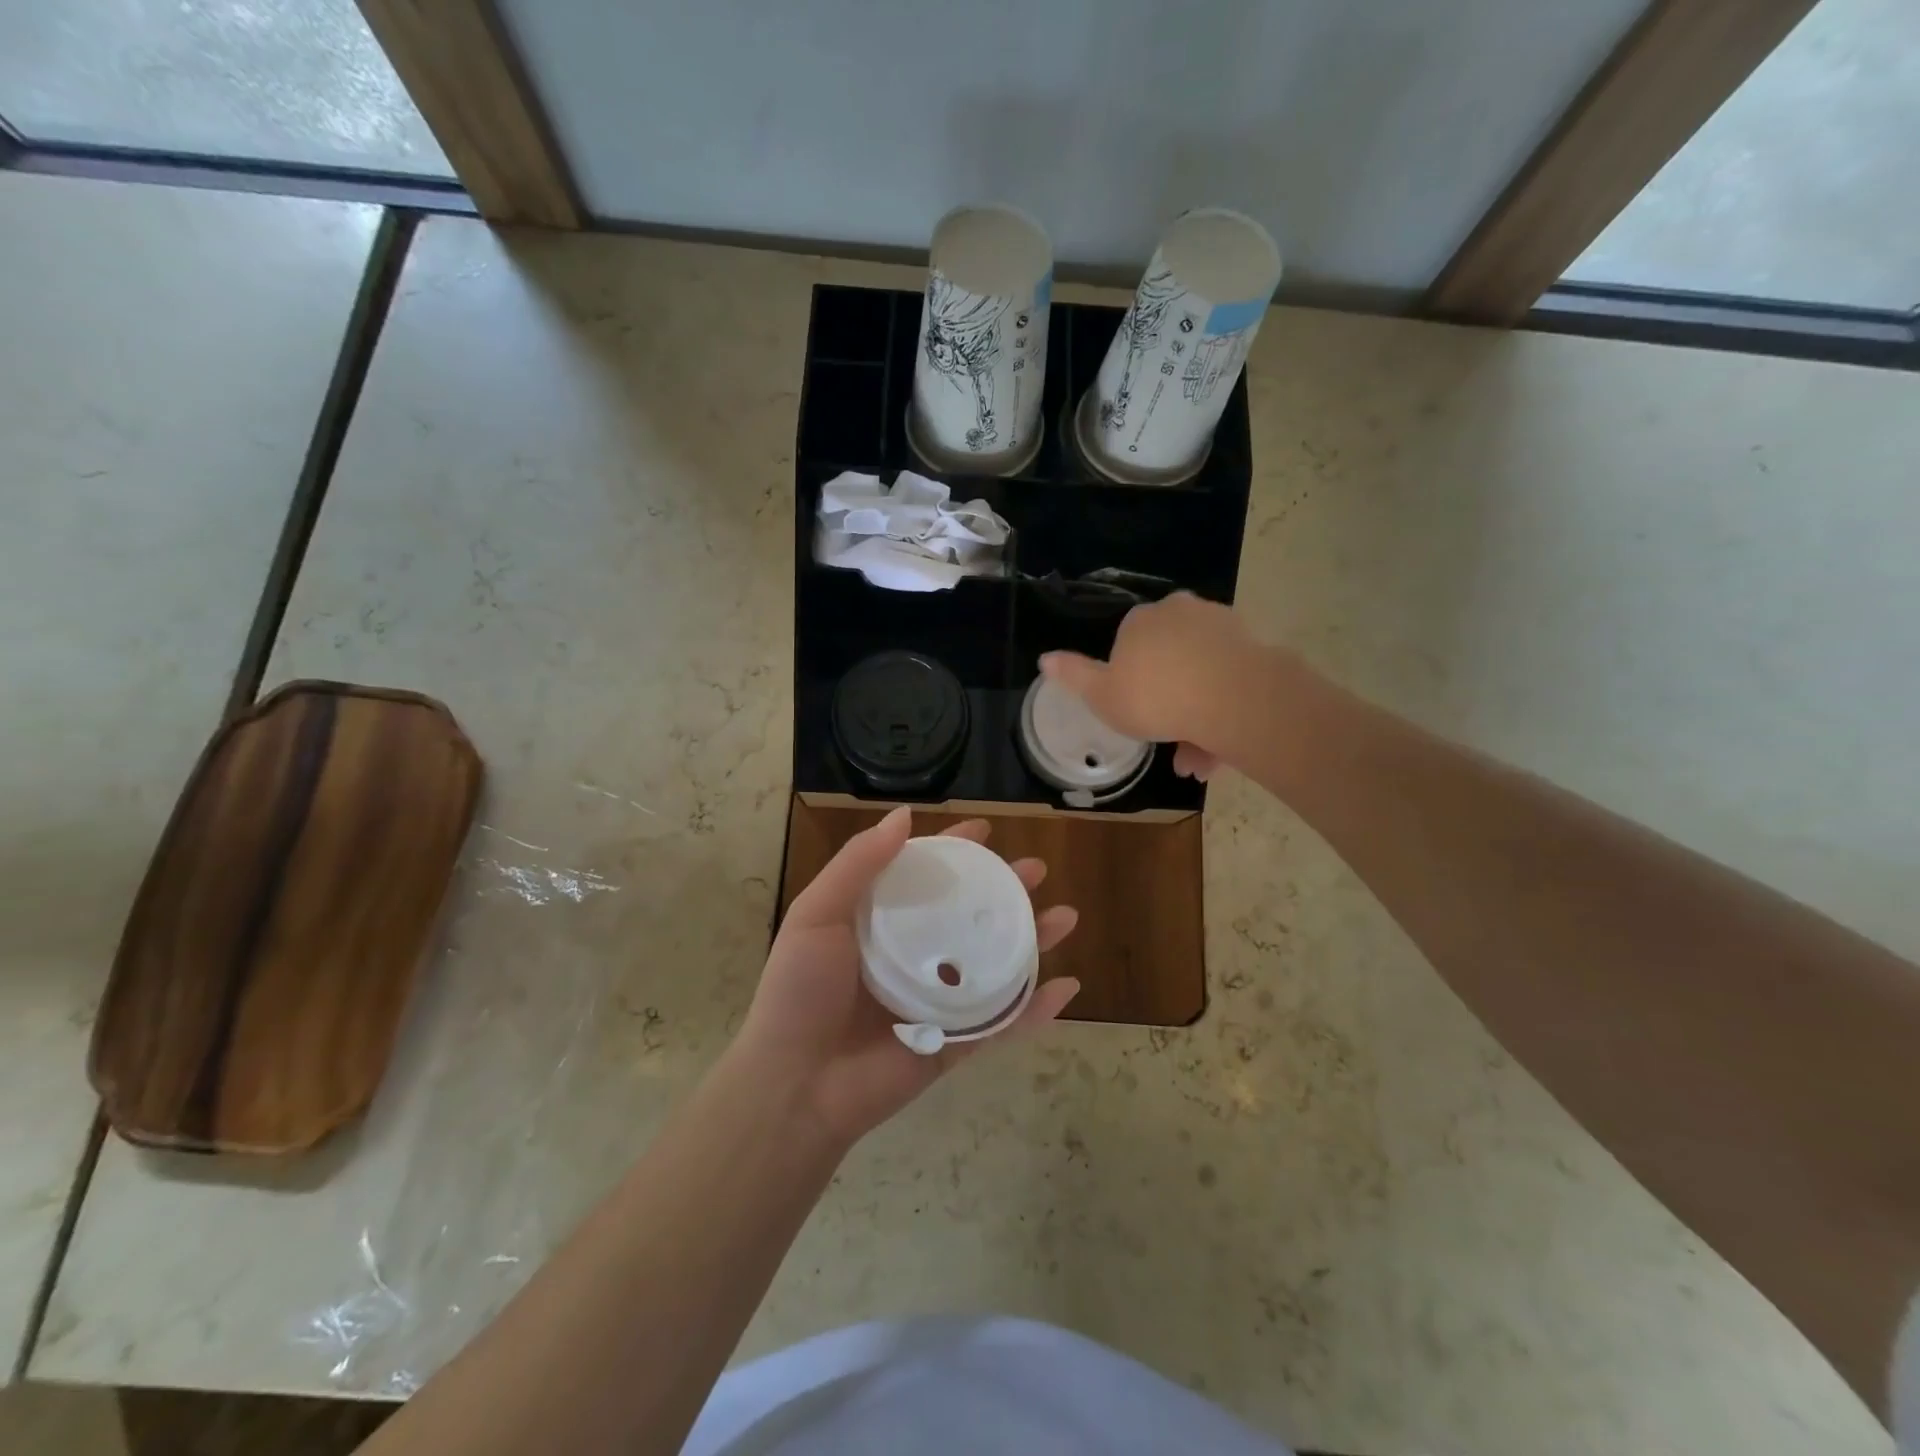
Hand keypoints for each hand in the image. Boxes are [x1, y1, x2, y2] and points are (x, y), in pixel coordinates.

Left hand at [735, 807, 1079, 1147]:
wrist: (796, 1085)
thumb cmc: (802, 991)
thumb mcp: (818, 914)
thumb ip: (858, 863)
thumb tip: (904, 814)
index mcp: (881, 923)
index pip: (926, 876)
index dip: (955, 851)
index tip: (985, 831)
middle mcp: (914, 955)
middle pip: (970, 915)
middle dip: (1006, 890)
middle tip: (1037, 870)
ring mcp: (938, 1001)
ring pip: (996, 963)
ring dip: (1034, 940)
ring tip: (1066, 917)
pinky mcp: (954, 1044)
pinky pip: (1003, 1023)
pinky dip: (1037, 1009)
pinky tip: (1069, 987)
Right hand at [1041, 591, 1264, 781]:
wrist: (1233, 699)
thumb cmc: (1155, 698)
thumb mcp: (1102, 696)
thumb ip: (1074, 676)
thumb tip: (1044, 658)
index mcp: (1140, 620)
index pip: (1128, 644)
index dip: (1130, 680)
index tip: (1135, 712)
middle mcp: (1179, 612)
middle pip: (1168, 659)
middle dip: (1167, 701)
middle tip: (1167, 742)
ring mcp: (1219, 626)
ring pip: (1200, 675)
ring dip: (1195, 716)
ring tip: (1196, 763)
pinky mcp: (1253, 647)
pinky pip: (1229, 681)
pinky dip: (1222, 712)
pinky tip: (1219, 750)